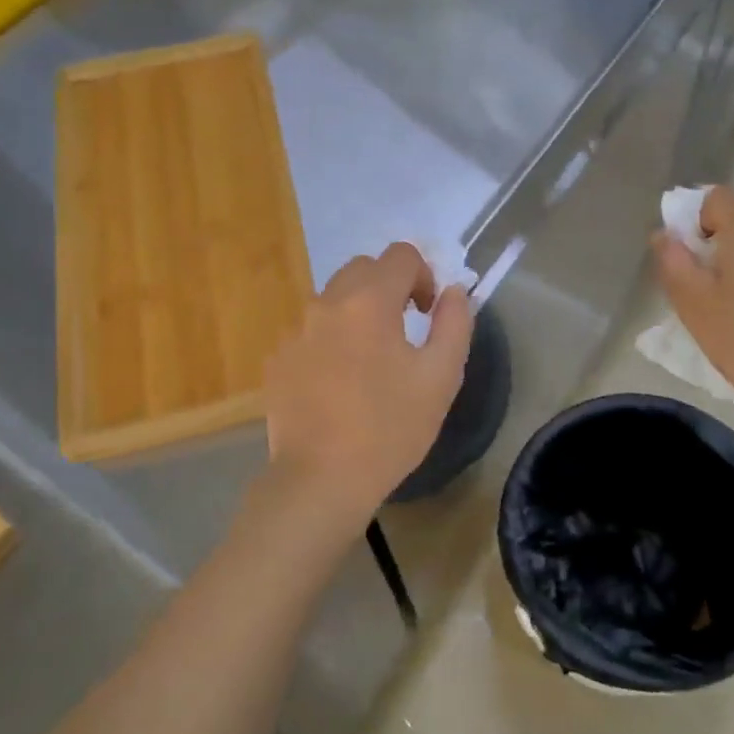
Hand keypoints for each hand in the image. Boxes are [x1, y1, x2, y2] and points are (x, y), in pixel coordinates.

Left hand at [262, 243, 472, 531]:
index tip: (427, 313)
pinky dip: (331, 338)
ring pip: (334, 298)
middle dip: (389, 286)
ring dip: (358, 312)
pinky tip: (339, 382)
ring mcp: (296, 330)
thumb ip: (454, 323)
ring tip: (371, 359)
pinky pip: (311, 330)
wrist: (321, 479)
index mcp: (369, 301)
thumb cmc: (389, 428)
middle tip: (404, 330)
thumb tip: (453, 291)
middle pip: (363, 269)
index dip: (423, 276)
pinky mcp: (278, 358)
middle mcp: (326, 303)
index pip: (401, 255)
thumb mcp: (441, 377)